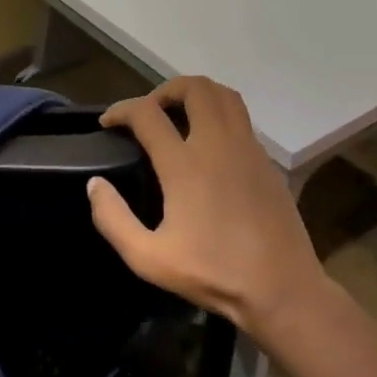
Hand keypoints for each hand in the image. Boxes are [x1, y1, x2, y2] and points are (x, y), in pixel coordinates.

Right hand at [86, 76, 322, 337]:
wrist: (281, 289)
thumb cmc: (213, 274)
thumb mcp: (148, 259)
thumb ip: (113, 220)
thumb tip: (95, 184)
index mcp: (185, 165)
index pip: (147, 113)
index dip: (120, 110)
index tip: (108, 124)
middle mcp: (218, 144)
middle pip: (194, 87)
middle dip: (164, 90)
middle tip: (149, 113)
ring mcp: (248, 148)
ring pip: (224, 95)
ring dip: (196, 94)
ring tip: (178, 116)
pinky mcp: (266, 161)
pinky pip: (241, 118)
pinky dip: (219, 115)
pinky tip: (209, 145)